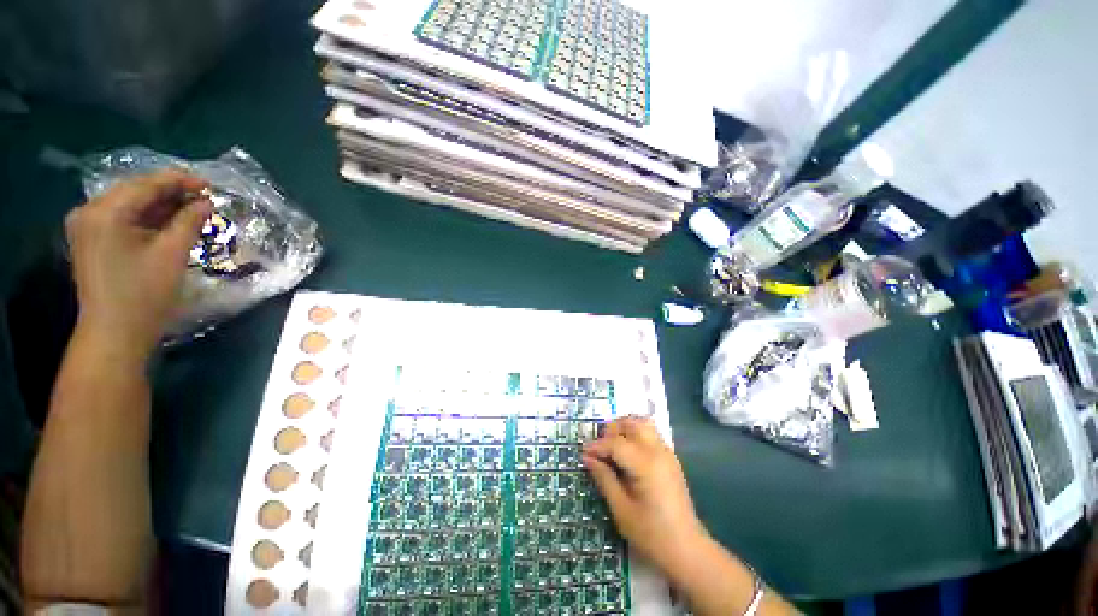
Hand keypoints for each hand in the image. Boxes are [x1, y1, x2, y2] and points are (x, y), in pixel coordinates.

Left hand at [65, 170, 211, 360]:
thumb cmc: (144, 293)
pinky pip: (121, 218)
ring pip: (128, 204)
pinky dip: (146, 218)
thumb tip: (206, 202)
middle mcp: (89, 212)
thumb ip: (189, 221)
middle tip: (203, 198)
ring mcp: (86, 226)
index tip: (210, 185)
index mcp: (105, 212)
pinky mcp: (91, 240)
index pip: (146, 184)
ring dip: (159, 205)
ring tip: (190, 210)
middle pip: (134, 191)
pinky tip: (167, 222)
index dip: (180, 181)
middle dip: (170, 193)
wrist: (114, 333)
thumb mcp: (172, 254)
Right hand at [582, 416, 707, 574]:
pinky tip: (627, 452)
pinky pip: (651, 434)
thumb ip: (604, 478)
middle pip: (632, 424)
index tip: (583, 453)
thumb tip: (587, 458)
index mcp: (645, 465)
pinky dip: (635, 434)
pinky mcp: (670, 459)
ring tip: (611, 445)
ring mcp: (667, 453)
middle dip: (612, 429)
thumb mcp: (621, 509)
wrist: (687, 549)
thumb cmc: (651, 534)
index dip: (597, 446)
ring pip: (643, 424)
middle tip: (599, 447)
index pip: (616, 443)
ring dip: (625, 427)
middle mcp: (658, 451)